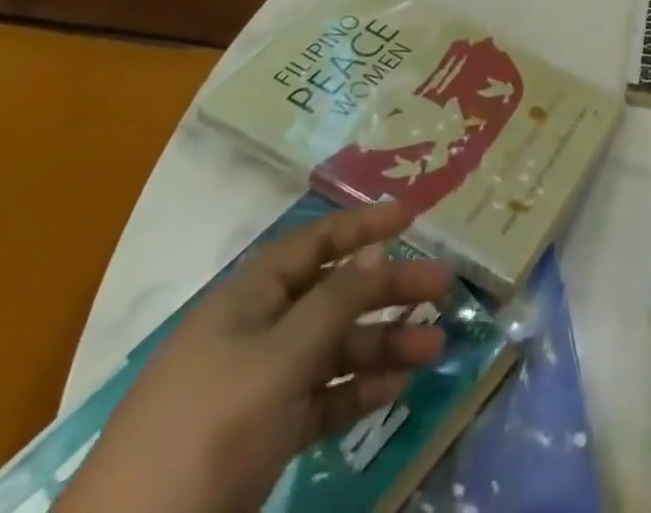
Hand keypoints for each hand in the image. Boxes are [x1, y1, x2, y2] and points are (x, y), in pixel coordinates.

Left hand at [58, 200, 453, 512]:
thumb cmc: (207, 431)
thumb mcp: (276, 360)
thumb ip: (333, 303)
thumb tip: (376, 249)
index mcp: (250, 297)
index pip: (315, 243)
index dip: (363, 225)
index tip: (412, 216)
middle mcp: (258, 330)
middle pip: (335, 294)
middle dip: (388, 289)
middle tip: (443, 287)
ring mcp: (261, 384)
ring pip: (335, 348)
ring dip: (384, 344)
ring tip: (435, 347)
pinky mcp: (265, 434)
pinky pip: (323, 397)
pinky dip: (358, 390)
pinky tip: (397, 388)